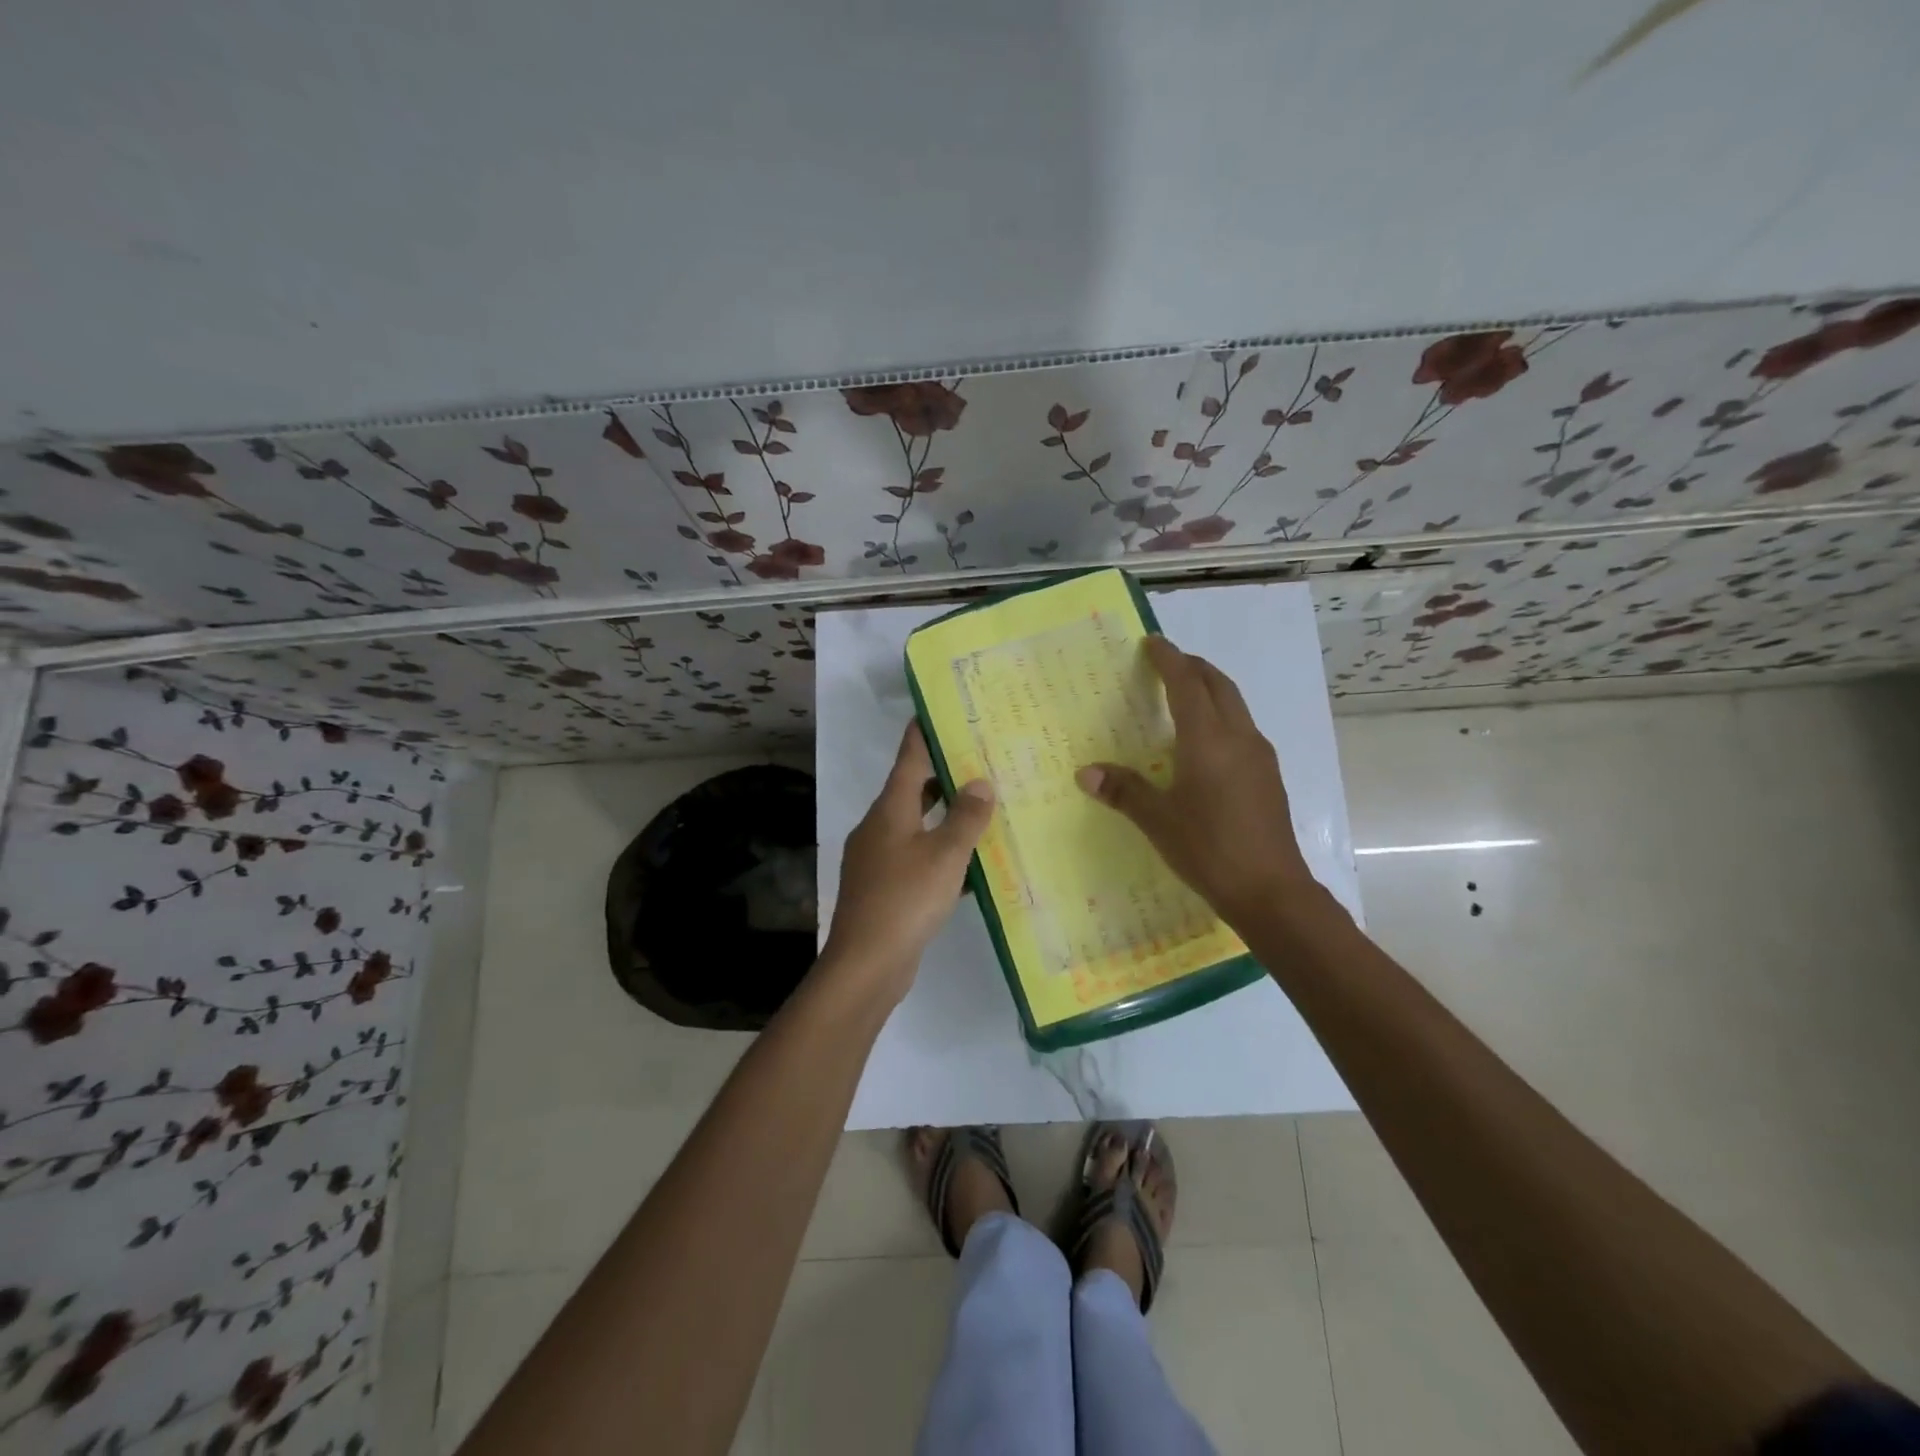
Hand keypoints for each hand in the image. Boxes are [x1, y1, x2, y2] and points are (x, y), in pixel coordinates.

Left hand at [822, 722, 994, 1000]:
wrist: (866, 964)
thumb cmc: (906, 899)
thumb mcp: (945, 855)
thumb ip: (965, 817)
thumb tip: (980, 782)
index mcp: (889, 810)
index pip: (908, 758)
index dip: (923, 733)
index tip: (939, 710)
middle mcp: (879, 827)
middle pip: (913, 790)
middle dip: (944, 776)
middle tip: (981, 762)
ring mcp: (878, 859)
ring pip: (917, 826)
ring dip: (945, 818)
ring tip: (983, 810)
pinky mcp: (884, 888)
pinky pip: (917, 858)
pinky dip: (941, 854)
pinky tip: (971, 866)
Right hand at [1076, 635, 1317, 926]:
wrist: (1271, 891)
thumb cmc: (1209, 850)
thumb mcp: (1158, 821)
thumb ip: (1124, 791)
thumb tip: (1086, 772)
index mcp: (1208, 740)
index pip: (1187, 684)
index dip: (1169, 659)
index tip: (1152, 642)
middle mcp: (1238, 737)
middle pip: (1218, 685)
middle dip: (1193, 666)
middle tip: (1167, 662)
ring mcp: (1259, 756)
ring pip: (1235, 705)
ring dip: (1210, 689)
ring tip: (1184, 694)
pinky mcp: (1268, 775)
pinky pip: (1242, 727)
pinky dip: (1221, 715)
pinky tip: (1205, 741)